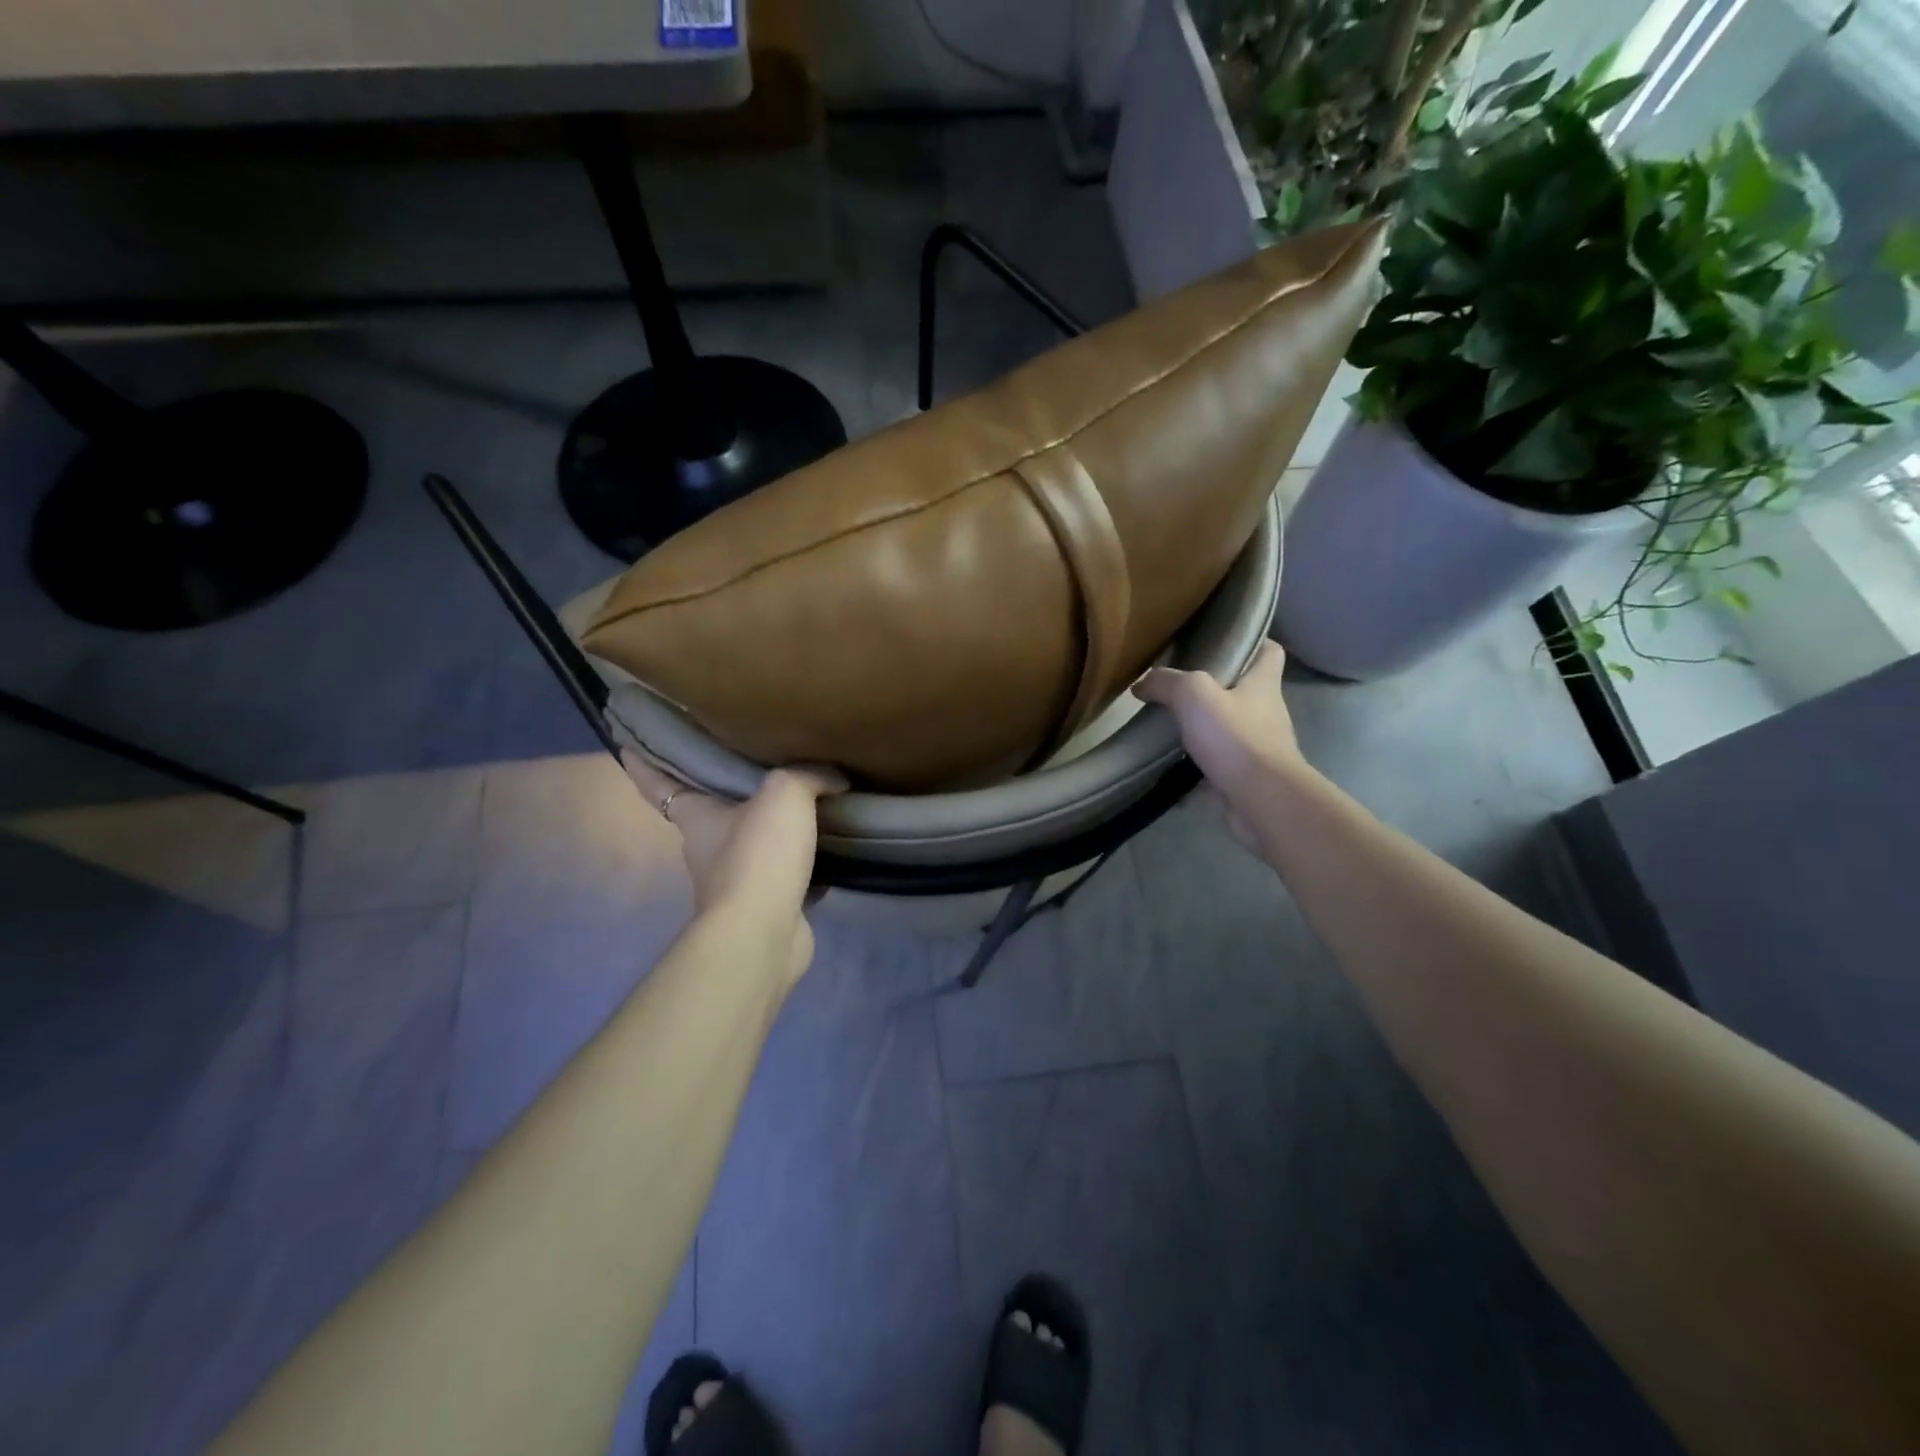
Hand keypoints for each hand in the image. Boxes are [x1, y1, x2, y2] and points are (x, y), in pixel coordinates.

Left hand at [619, 750, 845, 984]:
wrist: (763, 933)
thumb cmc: (758, 855)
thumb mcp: (785, 794)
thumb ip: (808, 777)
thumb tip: (833, 779)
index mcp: (696, 817)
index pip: (658, 783)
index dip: (644, 763)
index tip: (628, 745)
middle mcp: (705, 850)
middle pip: (709, 814)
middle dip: (722, 796)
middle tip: (751, 769)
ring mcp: (732, 884)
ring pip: (749, 847)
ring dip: (767, 833)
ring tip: (803, 809)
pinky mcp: (762, 908)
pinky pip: (782, 877)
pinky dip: (799, 867)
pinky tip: (827, 854)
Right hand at [1133, 641, 1310, 841]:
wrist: (1261, 801)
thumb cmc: (1236, 738)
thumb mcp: (1194, 695)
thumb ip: (1166, 683)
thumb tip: (1141, 683)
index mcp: (1263, 685)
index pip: (1269, 652)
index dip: (1251, 642)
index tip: (1223, 641)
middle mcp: (1265, 714)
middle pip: (1243, 692)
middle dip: (1214, 689)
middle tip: (1177, 685)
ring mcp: (1257, 750)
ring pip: (1227, 731)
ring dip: (1202, 730)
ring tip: (1165, 726)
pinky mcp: (1244, 780)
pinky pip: (1215, 768)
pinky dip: (1193, 769)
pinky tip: (1165, 766)